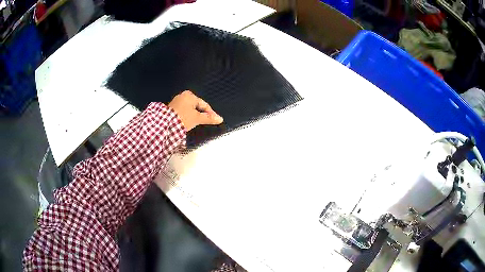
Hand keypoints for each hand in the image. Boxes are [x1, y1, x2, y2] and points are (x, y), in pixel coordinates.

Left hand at [168, 90, 222, 130]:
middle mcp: (183, 96)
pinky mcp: (171, 108)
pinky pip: (184, 111)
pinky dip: (187, 116)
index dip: (211, 113)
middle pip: (197, 106)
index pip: (204, 105)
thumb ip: (209, 118)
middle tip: (206, 122)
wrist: (165, 125)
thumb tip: (220, 119)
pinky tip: (188, 122)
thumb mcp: (197, 118)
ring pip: (190, 109)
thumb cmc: (182, 118)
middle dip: (202, 114)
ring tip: (198, 123)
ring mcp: (176, 101)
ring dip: (194, 115)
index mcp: (190, 95)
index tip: (215, 120)